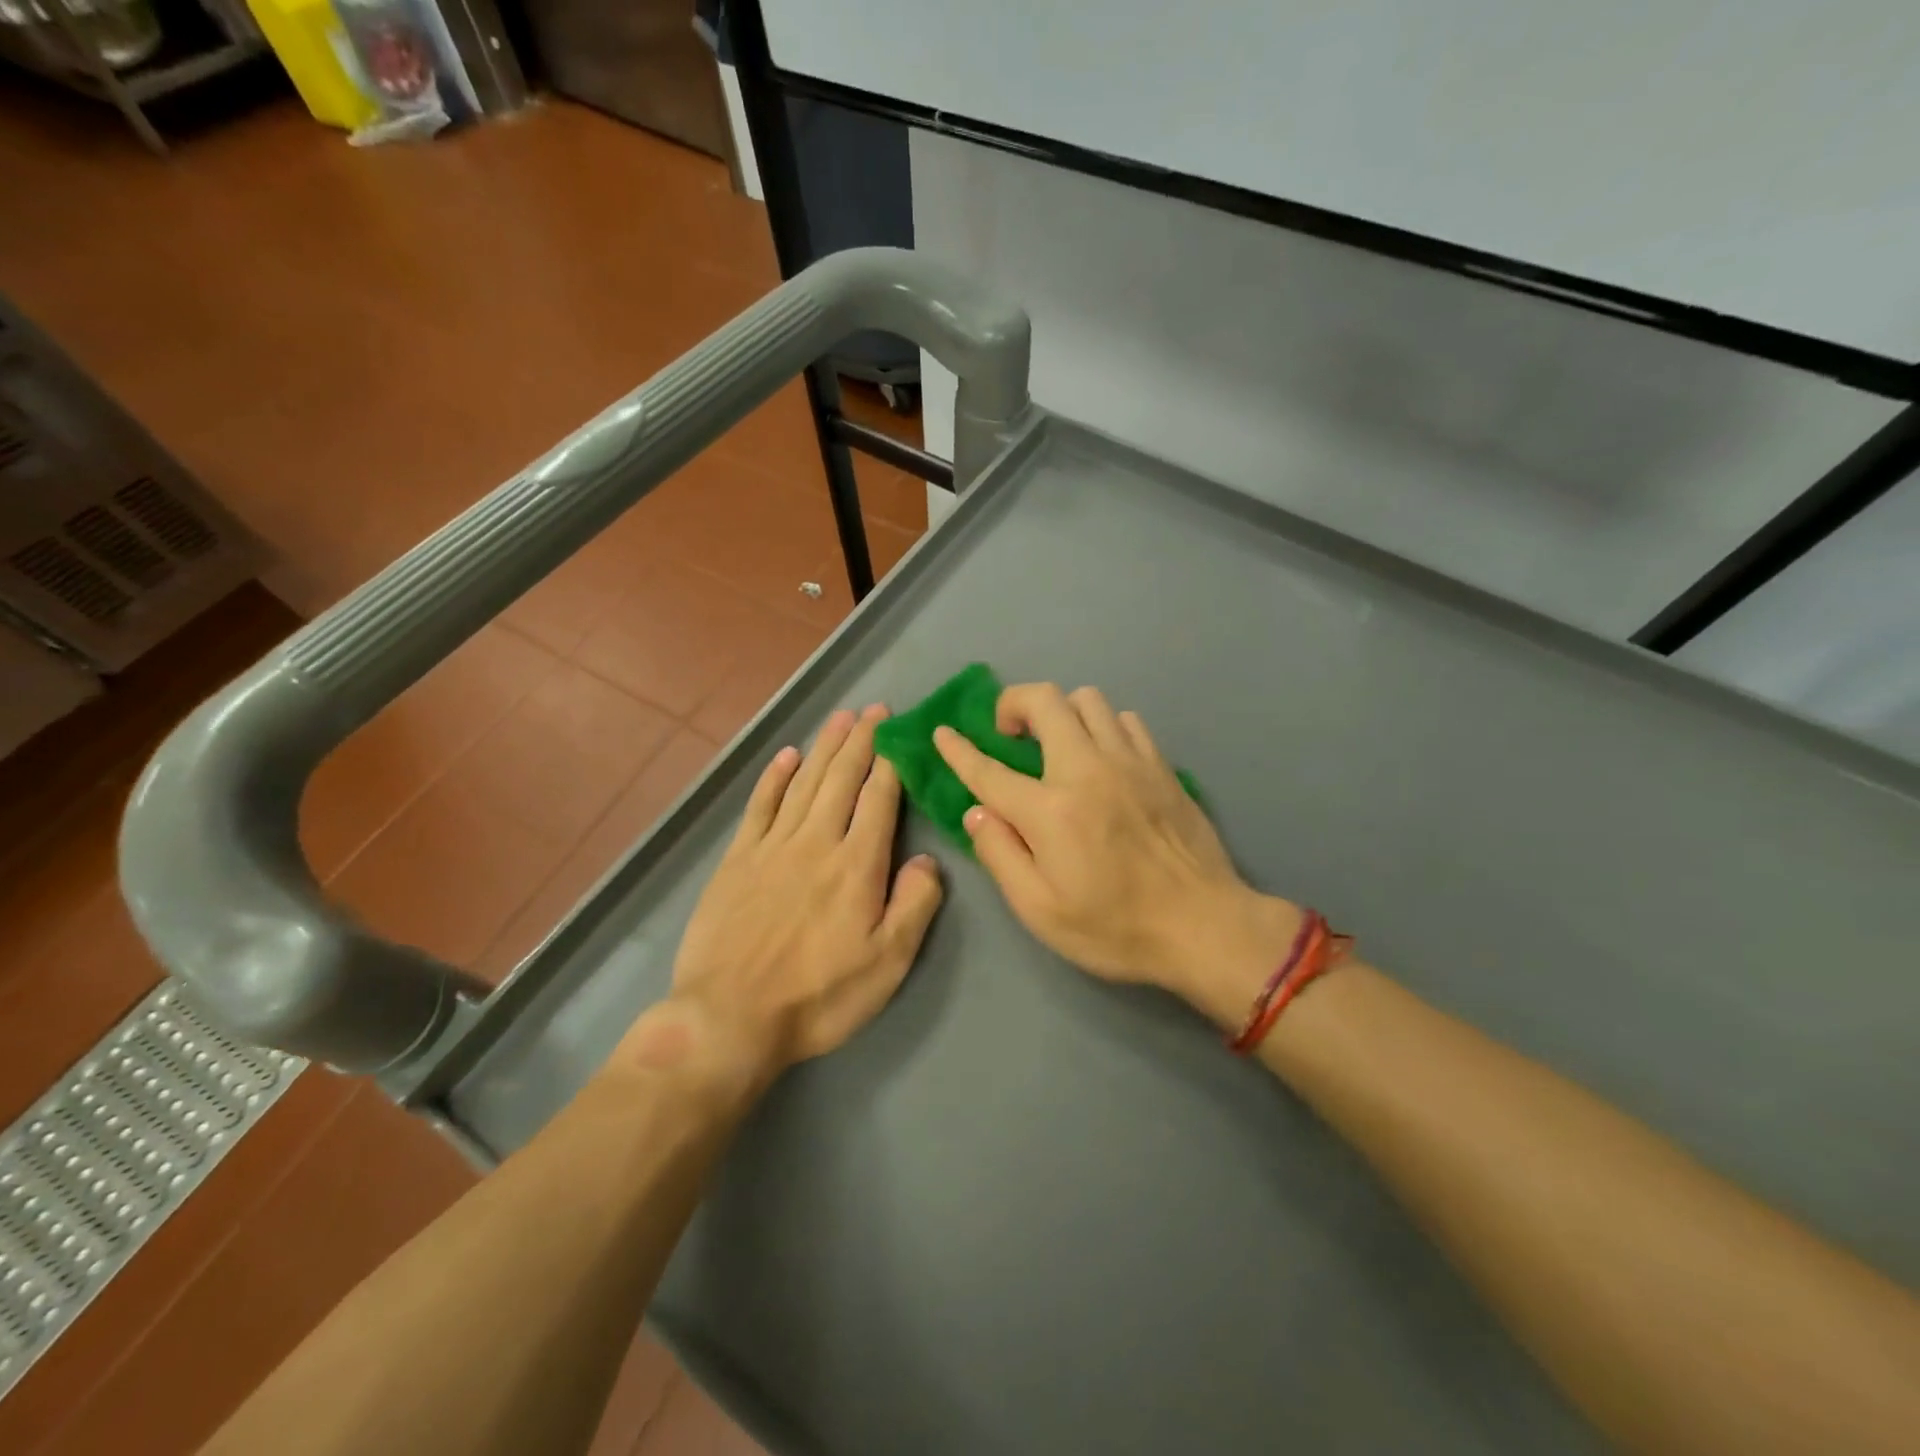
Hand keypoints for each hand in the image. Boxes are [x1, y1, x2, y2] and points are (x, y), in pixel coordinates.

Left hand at [618, 705, 943, 1093]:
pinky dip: (775, 777)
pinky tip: (786, 756)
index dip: (891, 762)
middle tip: (874, 709)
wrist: (729, 1019)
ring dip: (824, 747)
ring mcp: (772, 847)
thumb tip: (928, 860)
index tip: (900, 732)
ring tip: (840, 718)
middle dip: (861, 741)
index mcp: (856, 865)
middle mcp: (815, 842)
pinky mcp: (737, 859)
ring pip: (804, 783)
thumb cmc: (818, 997)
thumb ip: (914, 906)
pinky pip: (760, 806)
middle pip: (841, 779)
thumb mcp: (887, 964)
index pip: (879, 799)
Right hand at [934, 684, 1298, 1025]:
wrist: (1204, 926)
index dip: (959, 749)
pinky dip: (1103, 726)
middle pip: (1044, 701)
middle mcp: (1087, 770)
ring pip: (1088, 699)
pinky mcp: (1160, 765)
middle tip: (1007, 733)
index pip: (989, 770)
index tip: (943, 732)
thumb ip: (1000, 855)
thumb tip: (976, 813)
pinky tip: (1102, 756)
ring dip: (1060, 711)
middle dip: (1013, 703)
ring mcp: (1129, 761)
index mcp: (1050, 811)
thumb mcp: (1040, 910)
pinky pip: (1125, 720)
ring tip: (1055, 743)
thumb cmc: (1115, 928)